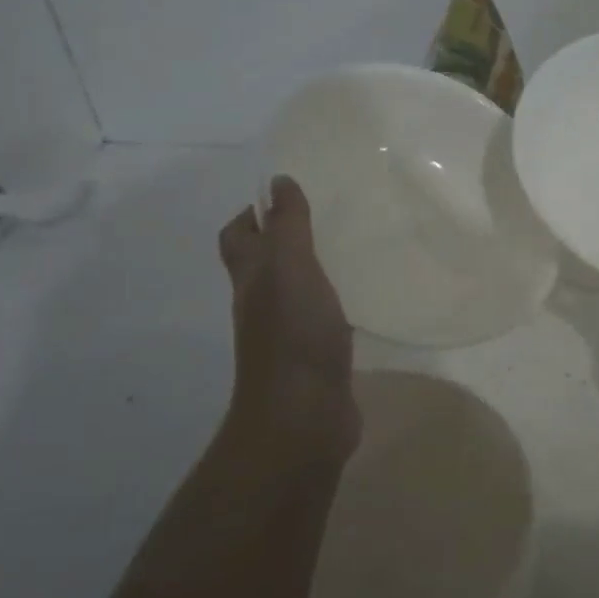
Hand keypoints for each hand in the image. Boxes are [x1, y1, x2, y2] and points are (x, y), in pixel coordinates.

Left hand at [218, 176, 359, 459]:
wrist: (305, 415)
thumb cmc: (294, 334)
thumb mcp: (290, 267)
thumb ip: (287, 225)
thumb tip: (277, 182)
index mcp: (252, 278)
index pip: (238, 237)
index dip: (253, 214)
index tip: (288, 198)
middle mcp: (262, 304)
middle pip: (263, 264)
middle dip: (285, 240)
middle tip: (326, 220)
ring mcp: (287, 334)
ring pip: (293, 292)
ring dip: (311, 272)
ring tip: (349, 252)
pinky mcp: (315, 358)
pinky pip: (319, 320)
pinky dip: (332, 305)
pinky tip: (360, 300)